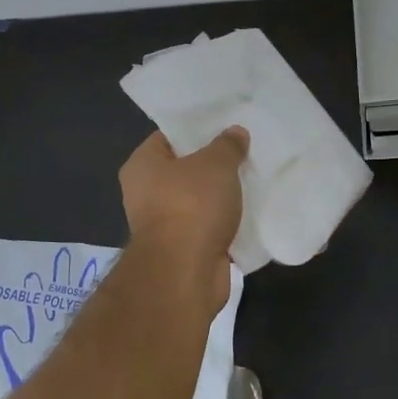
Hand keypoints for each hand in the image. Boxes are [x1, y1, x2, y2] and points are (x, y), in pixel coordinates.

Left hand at [119, 127, 247, 304]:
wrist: (185, 272)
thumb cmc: (191, 205)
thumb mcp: (216, 164)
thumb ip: (227, 145)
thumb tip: (235, 133)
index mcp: (142, 165)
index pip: (169, 137)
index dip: (197, 129)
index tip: (225, 126)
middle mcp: (146, 193)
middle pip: (186, 170)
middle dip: (214, 164)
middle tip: (246, 151)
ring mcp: (164, 225)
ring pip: (200, 201)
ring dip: (223, 196)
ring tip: (255, 179)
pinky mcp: (184, 250)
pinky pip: (209, 228)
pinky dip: (227, 223)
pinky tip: (253, 212)